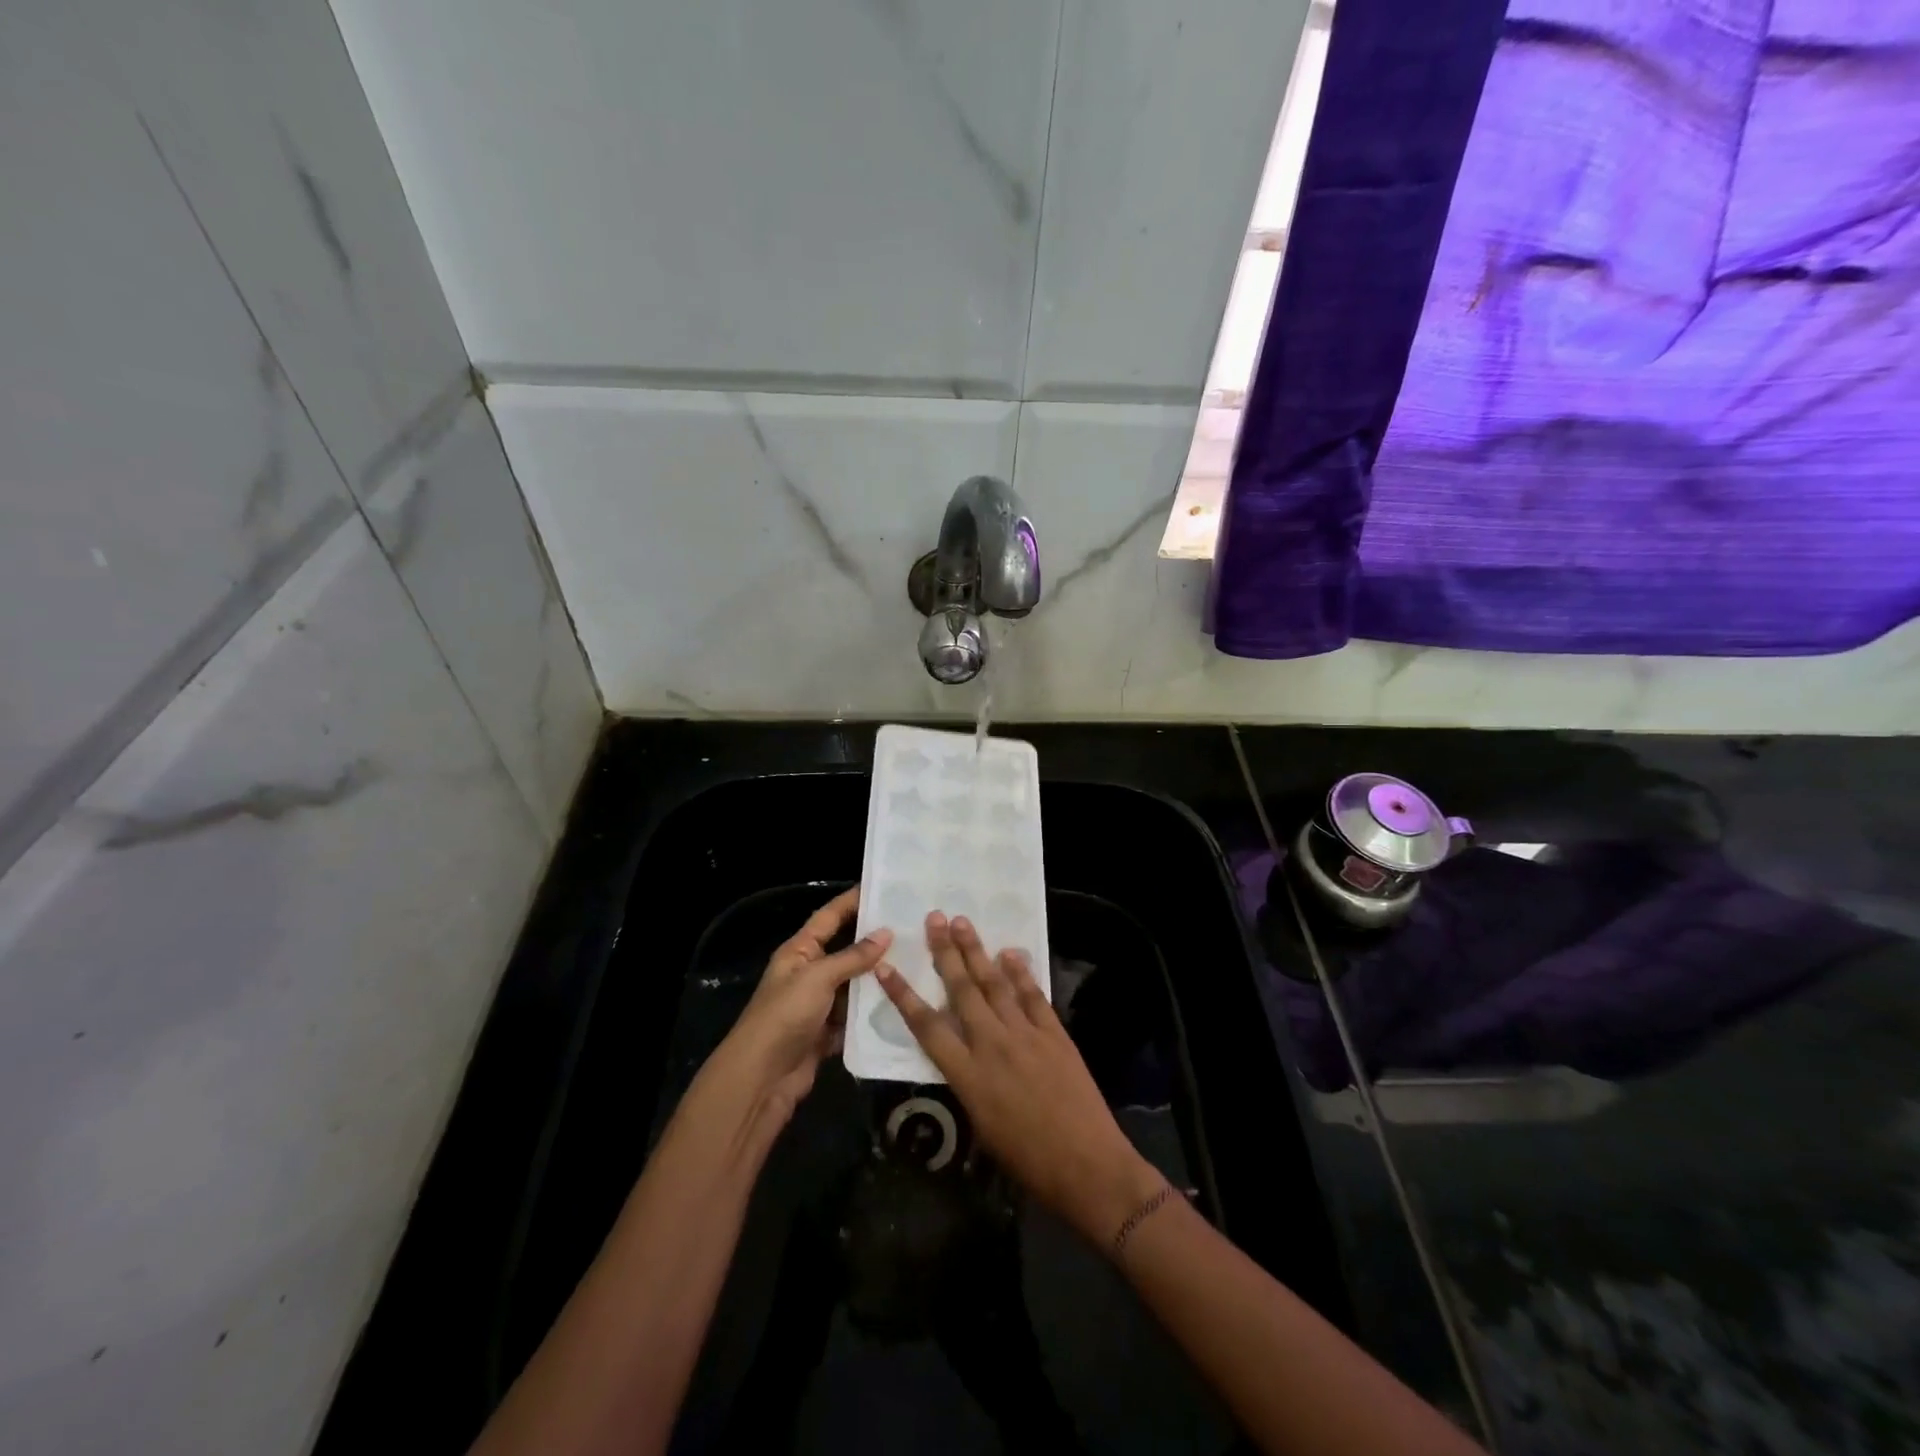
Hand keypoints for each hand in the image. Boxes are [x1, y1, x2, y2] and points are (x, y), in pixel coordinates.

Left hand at [698, 886, 891, 1142]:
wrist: (762, 1078)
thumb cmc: (785, 1016)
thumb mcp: (819, 978)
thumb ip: (853, 956)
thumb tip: (886, 932)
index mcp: (800, 951)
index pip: (829, 916)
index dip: (852, 901)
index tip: (883, 887)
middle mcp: (809, 973)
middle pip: (847, 950)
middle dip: (875, 940)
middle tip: (913, 927)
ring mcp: (819, 1004)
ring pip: (855, 984)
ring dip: (879, 977)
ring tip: (918, 962)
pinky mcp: (828, 1032)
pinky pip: (856, 1015)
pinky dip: (874, 1011)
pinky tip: (903, 1002)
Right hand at [876, 912, 1166, 1249]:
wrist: (1087, 1165)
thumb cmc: (1027, 1161)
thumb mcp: (981, 1126)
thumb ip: (967, 1082)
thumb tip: (960, 1054)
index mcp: (967, 1075)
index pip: (926, 1026)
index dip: (903, 995)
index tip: (886, 967)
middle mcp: (992, 1044)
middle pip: (962, 990)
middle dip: (946, 952)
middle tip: (935, 918)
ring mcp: (1026, 1034)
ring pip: (995, 984)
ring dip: (978, 951)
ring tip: (963, 923)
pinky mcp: (1055, 1033)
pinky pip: (1033, 995)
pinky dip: (1021, 972)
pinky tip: (1010, 953)